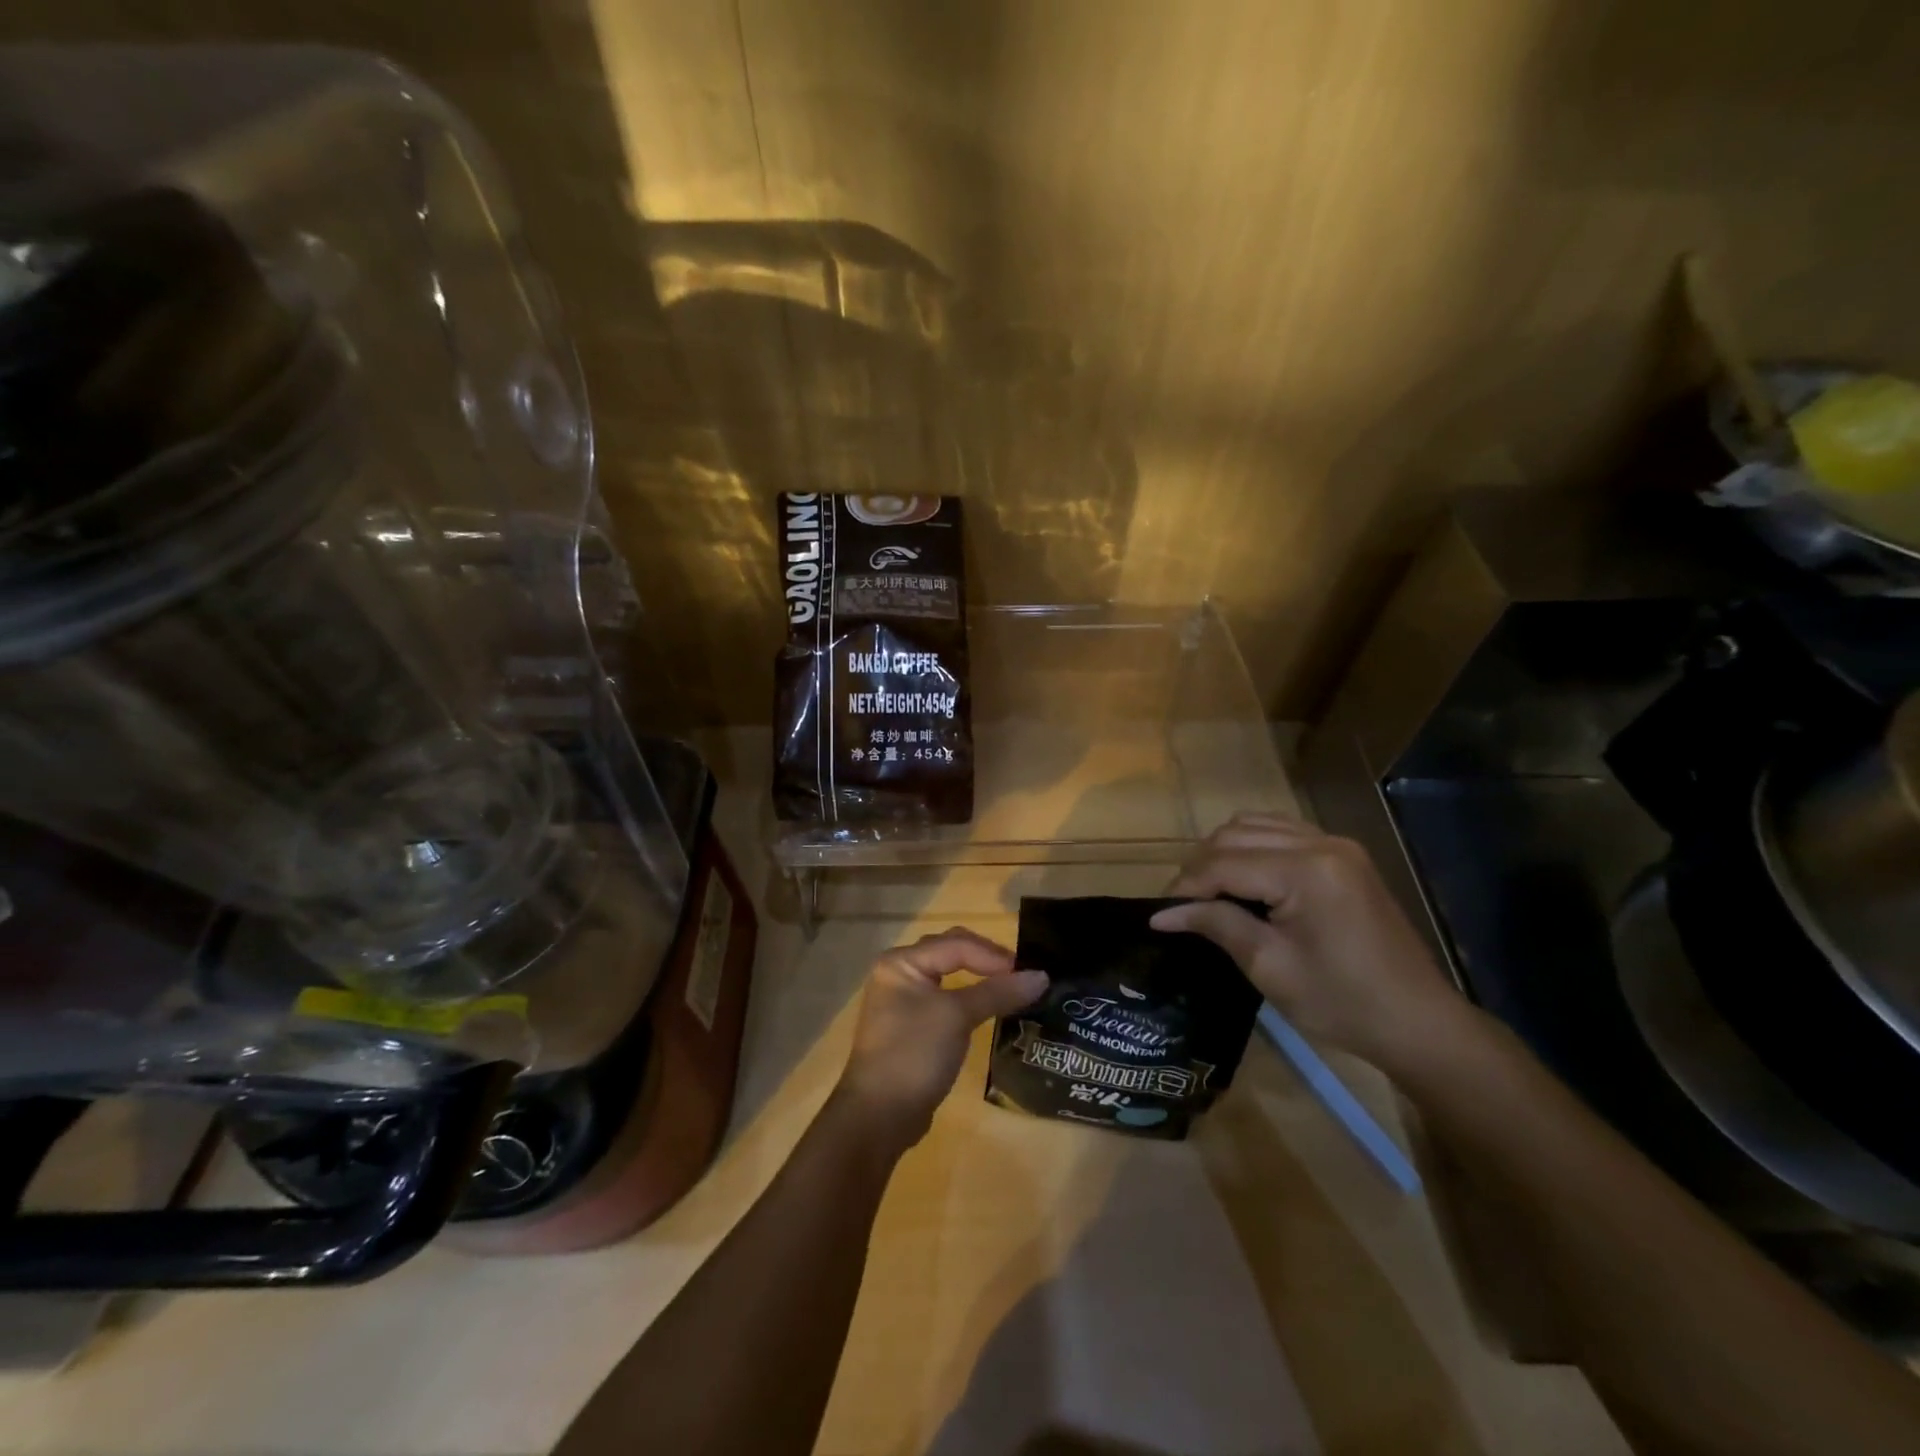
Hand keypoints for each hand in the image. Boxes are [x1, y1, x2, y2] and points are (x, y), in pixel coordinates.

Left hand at [835, 927, 1048, 1150]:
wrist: (879, 1116)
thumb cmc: (914, 1053)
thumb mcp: (957, 1017)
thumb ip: (998, 992)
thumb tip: (1042, 976)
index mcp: (902, 962)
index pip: (956, 944)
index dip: (994, 956)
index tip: (1030, 973)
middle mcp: (899, 973)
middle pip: (951, 952)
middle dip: (987, 960)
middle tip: (1022, 975)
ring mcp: (903, 1000)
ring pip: (949, 976)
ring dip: (980, 978)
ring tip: (1012, 987)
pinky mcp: (912, 1026)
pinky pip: (946, 1000)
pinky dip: (969, 999)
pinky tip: (989, 1008)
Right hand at [1148, 813, 1464, 1070]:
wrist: (1418, 1022)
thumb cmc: (1342, 1004)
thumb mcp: (1269, 967)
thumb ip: (1216, 926)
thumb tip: (1162, 914)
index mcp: (1306, 872)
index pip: (1223, 863)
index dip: (1186, 886)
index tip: (1160, 914)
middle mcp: (1321, 843)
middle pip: (1235, 834)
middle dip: (1201, 867)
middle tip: (1183, 907)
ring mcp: (1336, 844)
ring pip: (1255, 825)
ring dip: (1224, 852)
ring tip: (1210, 892)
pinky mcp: (1343, 854)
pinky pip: (1282, 831)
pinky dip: (1253, 846)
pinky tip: (1245, 878)